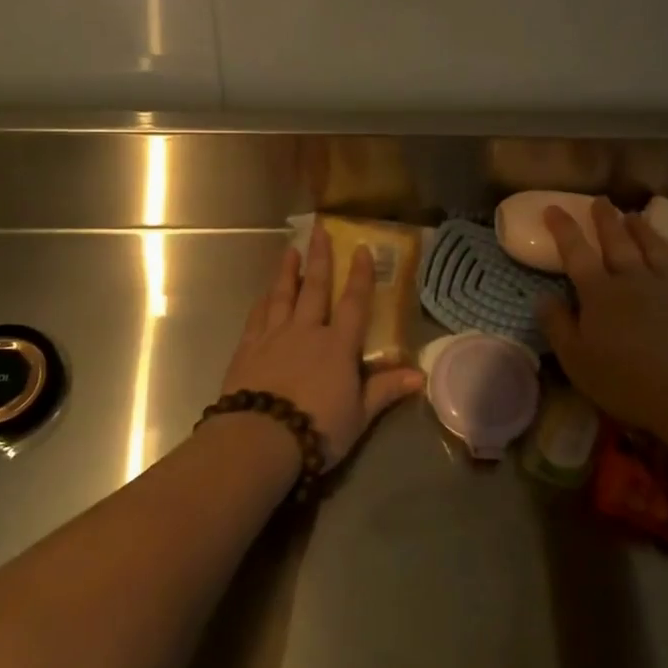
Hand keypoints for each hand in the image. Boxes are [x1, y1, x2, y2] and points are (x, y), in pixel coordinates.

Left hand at [220, 221, 424, 467]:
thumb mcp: (359, 415)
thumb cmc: (317, 428)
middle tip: (318, 230)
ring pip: (282, 295)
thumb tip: (420, 375)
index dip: (361, 275)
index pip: (354, 303)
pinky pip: (257, 316)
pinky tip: (264, 294)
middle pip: (315, 288)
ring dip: (287, 271)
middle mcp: (306, 331)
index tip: (362, 248)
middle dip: (319, 258)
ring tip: (289, 250)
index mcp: (338, 346)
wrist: (260, 437)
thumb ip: (386, 390)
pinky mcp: (248, 348)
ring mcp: (274, 336)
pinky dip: (262, 301)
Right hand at [538, 198, 667, 433]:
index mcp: (600, 292)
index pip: (577, 252)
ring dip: (644, 231)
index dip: (564, 228)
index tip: (554, 208)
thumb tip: (543, 297)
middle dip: (606, 220)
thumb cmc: (624, 380)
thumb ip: (557, 325)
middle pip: (619, 242)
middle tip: (601, 201)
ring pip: (656, 250)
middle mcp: (635, 280)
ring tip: (637, 216)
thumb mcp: (575, 358)